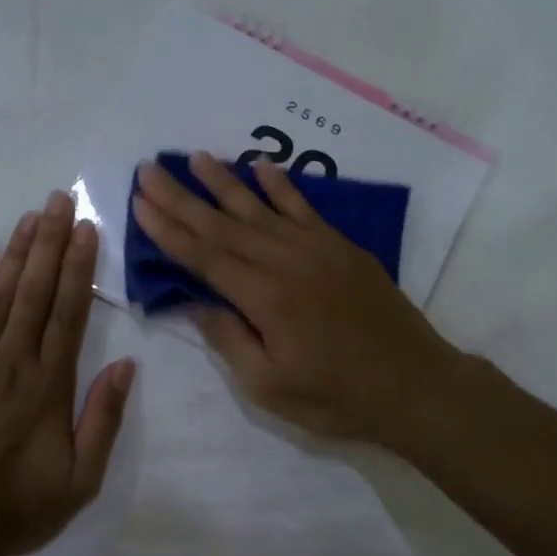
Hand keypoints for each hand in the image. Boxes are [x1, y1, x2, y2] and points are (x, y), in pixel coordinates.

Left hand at [0, 190, 134, 555]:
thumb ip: (104, 418)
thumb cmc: (18, 506)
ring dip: (18, 253)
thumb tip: (126, 365)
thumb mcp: (81, 478)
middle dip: (51, 242)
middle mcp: (13, 360)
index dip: (80, 267)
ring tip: (32, 216)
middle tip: (60, 200)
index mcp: (50, 383)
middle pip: (36, 290)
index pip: (69, 311)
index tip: (87, 229)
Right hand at [131, 152, 475, 449]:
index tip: (140, 203)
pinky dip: (280, 186)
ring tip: (194, 158)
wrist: (416, 385)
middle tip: (149, 169)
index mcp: (265, 298)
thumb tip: (194, 302)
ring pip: (259, 208)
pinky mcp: (341, 247)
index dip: (168, 230)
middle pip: (223, 224)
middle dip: (181, 197)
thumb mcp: (270, 387)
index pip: (204, 256)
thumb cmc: (338, 397)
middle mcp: (287, 262)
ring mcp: (317, 249)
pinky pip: (304, 208)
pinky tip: (260, 167)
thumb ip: (230, 339)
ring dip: (224, 182)